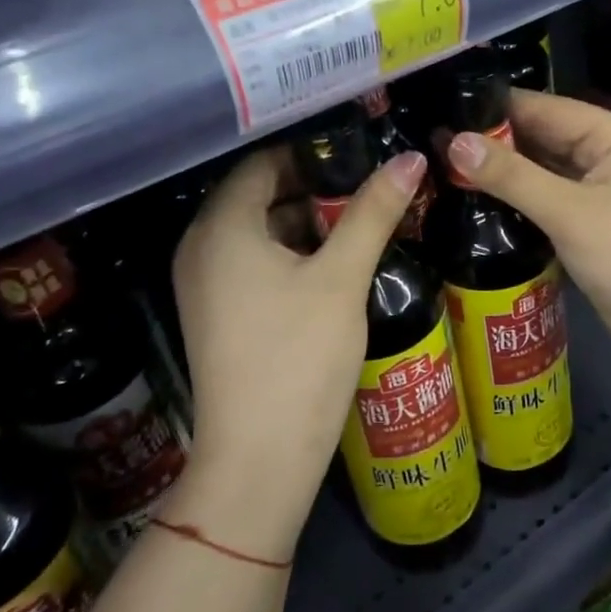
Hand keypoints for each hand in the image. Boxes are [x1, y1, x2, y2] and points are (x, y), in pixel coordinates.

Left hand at [168, 145, 425, 562]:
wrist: (258, 460)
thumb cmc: (299, 357)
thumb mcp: (342, 278)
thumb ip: (373, 212)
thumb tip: (409, 158)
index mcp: (221, 227)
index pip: (263, 162)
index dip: (313, 152)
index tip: (362, 151)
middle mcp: (201, 247)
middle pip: (260, 195)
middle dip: (316, 187)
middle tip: (371, 185)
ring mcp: (205, 283)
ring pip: (260, 231)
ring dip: (308, 223)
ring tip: (363, 220)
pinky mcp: (217, 313)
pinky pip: (253, 262)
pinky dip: (291, 254)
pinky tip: (336, 263)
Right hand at [445, 91, 610, 372]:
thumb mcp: (568, 213)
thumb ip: (511, 176)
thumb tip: (453, 142)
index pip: (544, 107)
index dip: (494, 109)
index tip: (444, 114)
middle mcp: (609, 153)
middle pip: (543, 136)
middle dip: (495, 141)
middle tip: (437, 145)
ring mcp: (603, 188)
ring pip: (545, 168)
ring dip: (506, 171)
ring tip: (447, 168)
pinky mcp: (595, 220)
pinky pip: (552, 196)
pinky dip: (522, 197)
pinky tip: (483, 200)